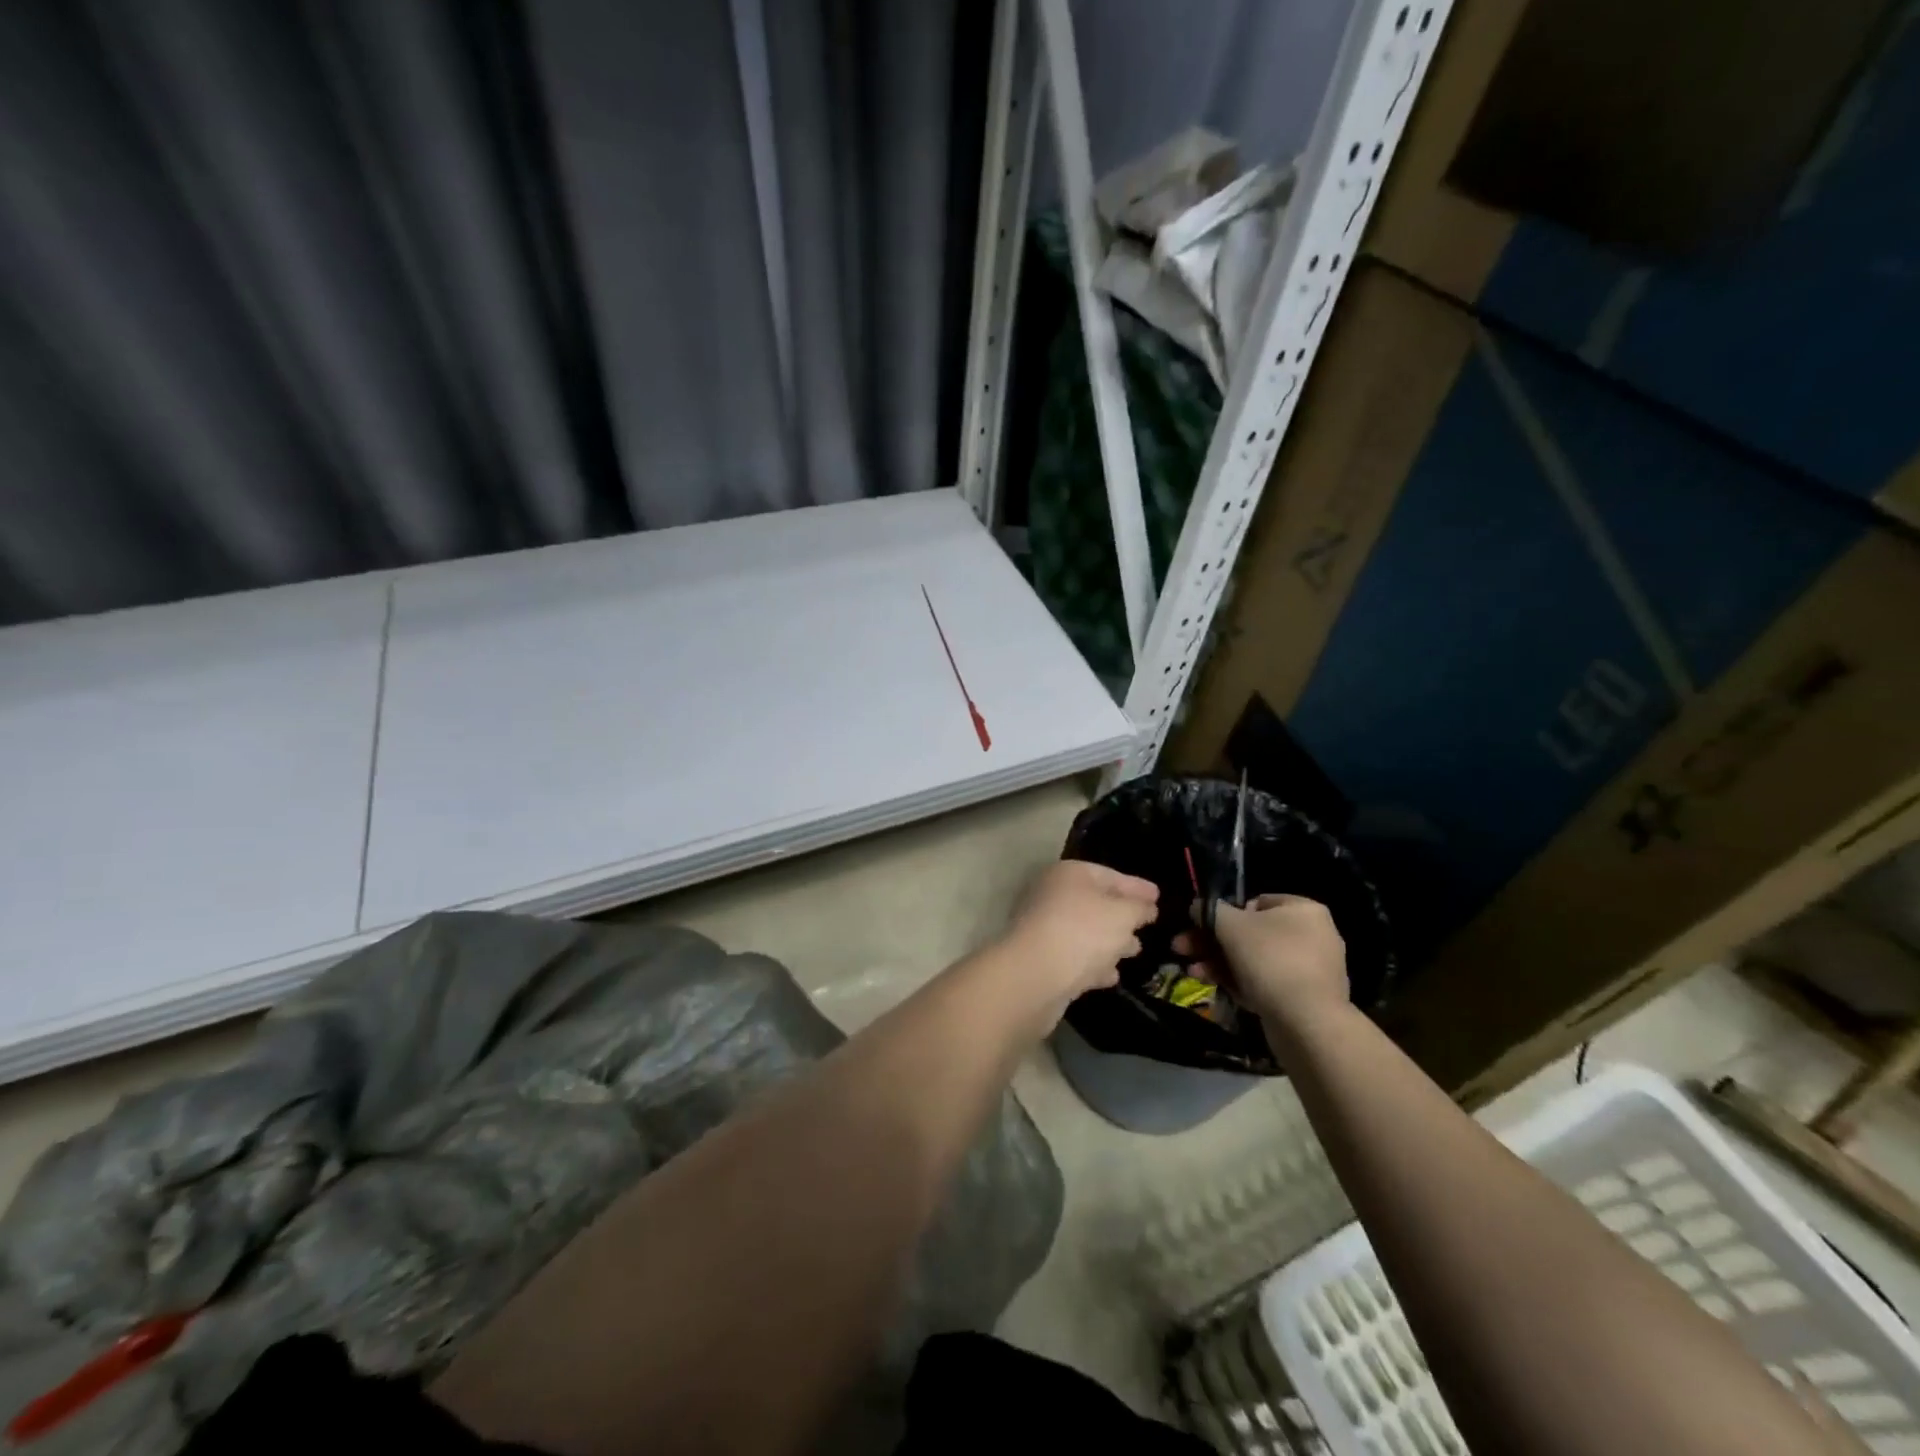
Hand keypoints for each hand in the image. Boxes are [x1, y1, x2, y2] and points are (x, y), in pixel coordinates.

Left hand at [997, 861, 1158, 1023]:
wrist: (1034, 976)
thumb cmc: (1083, 932)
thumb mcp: (1123, 915)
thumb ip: (1139, 908)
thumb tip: (1145, 907)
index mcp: (1069, 874)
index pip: (1109, 874)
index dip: (1136, 886)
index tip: (1158, 896)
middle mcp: (1052, 895)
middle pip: (1095, 902)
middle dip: (1123, 914)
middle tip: (1149, 924)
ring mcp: (1044, 928)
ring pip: (1085, 931)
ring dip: (1110, 941)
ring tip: (1135, 950)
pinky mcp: (1042, 960)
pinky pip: (1075, 957)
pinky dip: (1094, 963)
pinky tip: (1112, 975)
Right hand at [1180, 893, 1347, 1028]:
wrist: (1307, 1022)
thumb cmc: (1270, 959)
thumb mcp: (1230, 925)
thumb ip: (1209, 910)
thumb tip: (1197, 907)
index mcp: (1303, 910)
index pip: (1255, 903)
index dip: (1224, 913)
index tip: (1200, 926)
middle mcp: (1313, 935)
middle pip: (1250, 933)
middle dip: (1211, 942)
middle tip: (1183, 949)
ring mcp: (1310, 970)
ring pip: (1254, 960)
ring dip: (1219, 963)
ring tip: (1192, 971)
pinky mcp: (1305, 999)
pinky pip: (1266, 983)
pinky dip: (1239, 982)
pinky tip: (1214, 987)